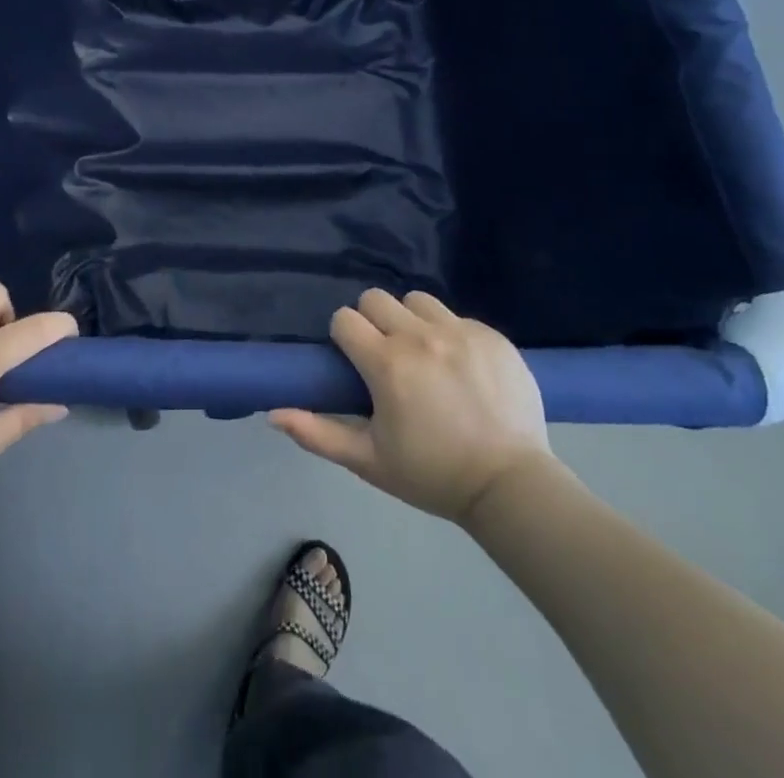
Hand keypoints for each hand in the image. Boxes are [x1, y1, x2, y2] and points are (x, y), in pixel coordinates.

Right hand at [270, 289, 554, 523]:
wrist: (510, 485)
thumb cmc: (432, 474)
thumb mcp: (369, 461)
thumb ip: (318, 434)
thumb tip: (273, 413)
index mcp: (387, 363)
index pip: (345, 318)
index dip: (344, 338)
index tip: (356, 363)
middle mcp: (420, 336)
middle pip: (376, 299)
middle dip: (373, 321)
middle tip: (386, 357)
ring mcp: (460, 331)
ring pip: (417, 300)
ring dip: (411, 320)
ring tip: (423, 355)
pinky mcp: (492, 335)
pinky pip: (457, 316)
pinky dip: (449, 334)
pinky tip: (460, 367)